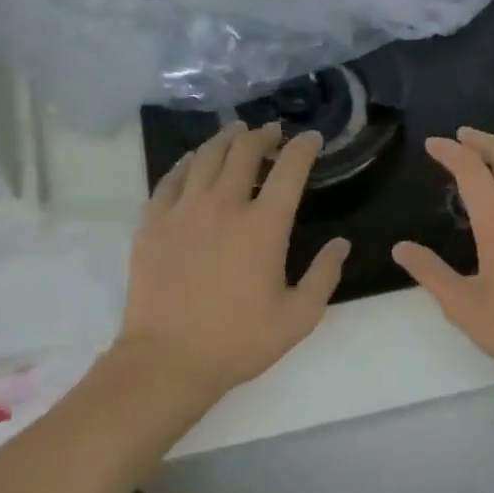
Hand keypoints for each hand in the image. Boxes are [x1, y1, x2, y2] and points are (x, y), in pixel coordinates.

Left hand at [115, 122, 348, 394]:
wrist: (168, 359)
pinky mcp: (153, 223)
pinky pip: (170, 179)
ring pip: (205, 157)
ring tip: (235, 133)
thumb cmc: (239, 341)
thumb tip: (341, 244)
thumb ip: (324, 275)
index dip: (303, 147)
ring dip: (225, 140)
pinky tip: (192, 162)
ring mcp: (183, 211)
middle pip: (244, 152)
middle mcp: (224, 206)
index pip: (290, 170)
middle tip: (271, 132)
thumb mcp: (299, 317)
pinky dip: (186, 163)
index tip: (311, 138)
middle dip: (263, 136)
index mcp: (264, 226)